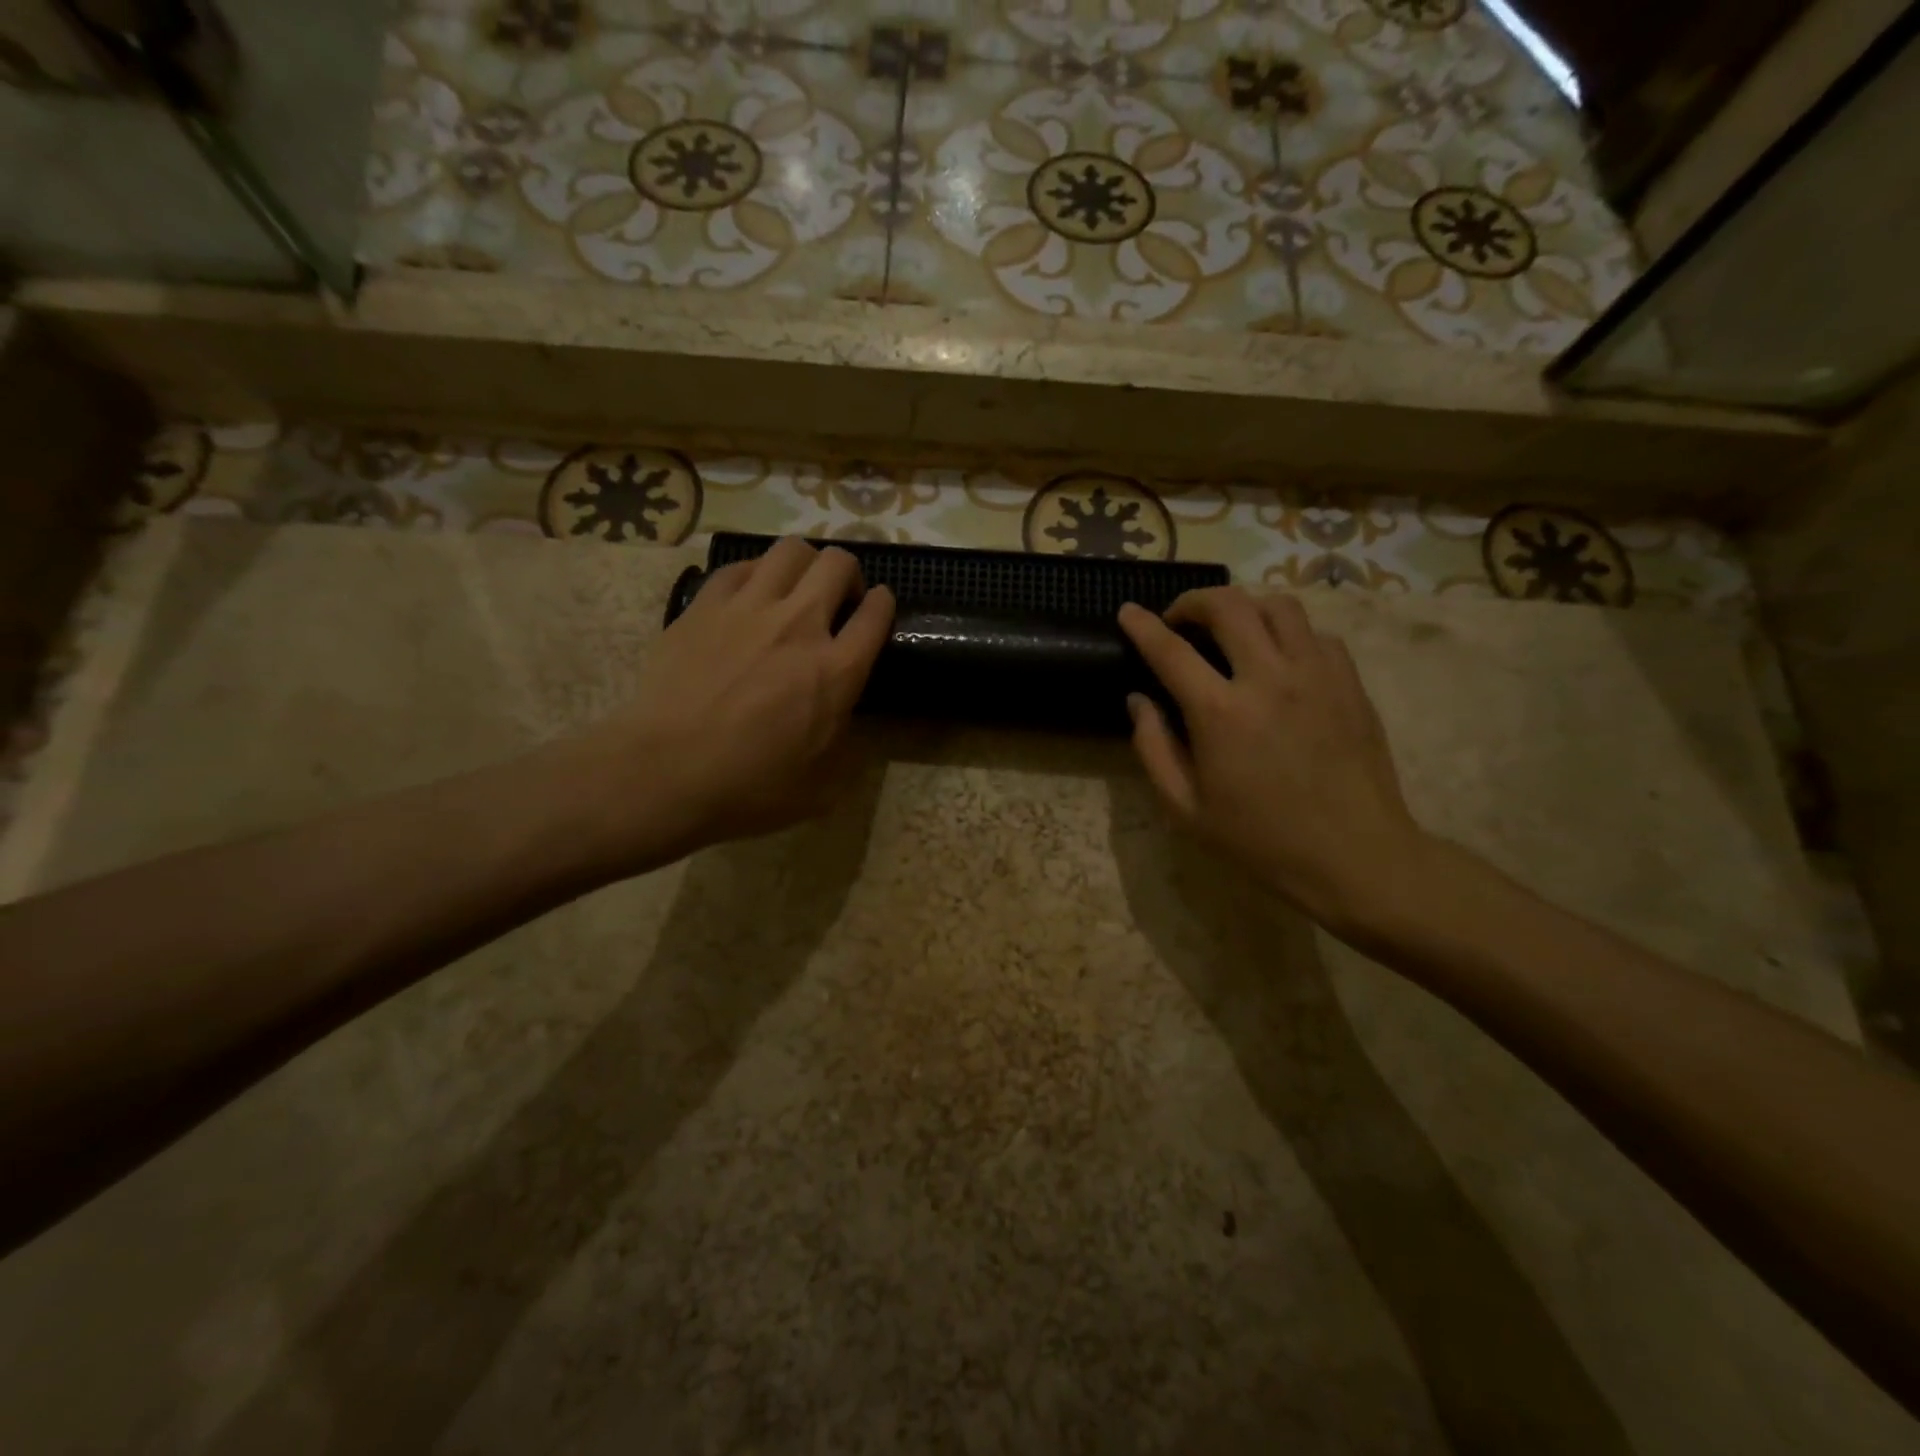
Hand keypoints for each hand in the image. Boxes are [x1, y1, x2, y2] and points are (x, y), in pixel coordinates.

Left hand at [570, 537, 893, 866]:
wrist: (663, 772)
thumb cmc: (748, 787)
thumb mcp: (821, 786)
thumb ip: (848, 745)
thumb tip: (849, 717)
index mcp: (837, 671)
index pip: (877, 613)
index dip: (883, 605)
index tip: (877, 607)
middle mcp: (799, 625)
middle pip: (838, 564)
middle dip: (848, 574)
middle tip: (837, 599)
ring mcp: (748, 609)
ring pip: (790, 551)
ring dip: (804, 564)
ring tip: (795, 588)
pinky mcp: (704, 606)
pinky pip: (738, 567)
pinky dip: (755, 574)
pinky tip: (749, 597)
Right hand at [1117, 587, 1432, 940]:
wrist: (1355, 856)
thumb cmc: (1260, 839)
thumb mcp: (1186, 809)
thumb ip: (1153, 748)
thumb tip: (1139, 701)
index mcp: (1221, 713)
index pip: (1170, 650)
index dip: (1142, 626)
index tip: (1127, 612)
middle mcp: (1269, 678)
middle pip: (1228, 605)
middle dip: (1193, 601)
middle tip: (1180, 620)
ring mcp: (1317, 674)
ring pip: (1278, 605)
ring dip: (1244, 608)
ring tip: (1231, 630)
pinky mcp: (1350, 682)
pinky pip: (1315, 633)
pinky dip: (1287, 633)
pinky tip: (1278, 659)